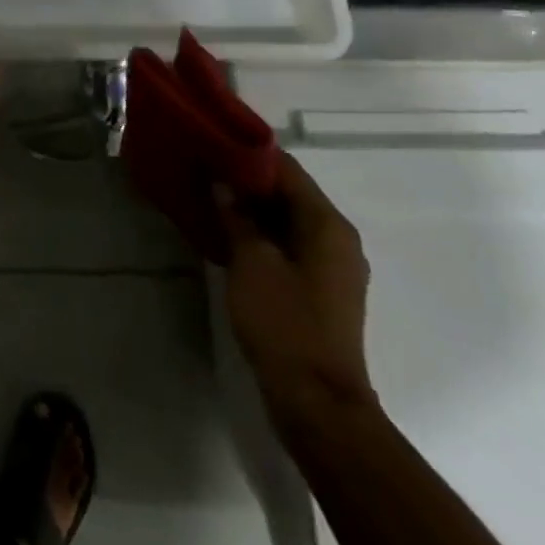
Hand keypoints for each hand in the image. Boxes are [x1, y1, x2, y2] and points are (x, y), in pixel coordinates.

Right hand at [215, 154, 375, 428]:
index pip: (287, 169)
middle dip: (248, 180)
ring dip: (253, 208)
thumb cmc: (285, 323)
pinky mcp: (321, 290)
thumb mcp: (251, 262)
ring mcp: (332, 266)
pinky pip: (290, 245)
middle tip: (206, 168)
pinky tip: (229, 234)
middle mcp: (338, 238)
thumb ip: (236, 217)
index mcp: (328, 224)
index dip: (250, 153)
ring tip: (211, 197)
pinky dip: (262, 234)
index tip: (214, 141)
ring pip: (288, 220)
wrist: (317, 403)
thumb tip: (223, 184)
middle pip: (290, 193)